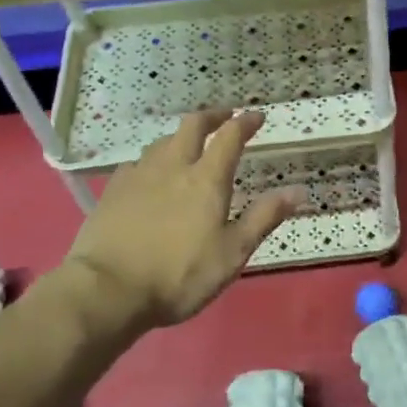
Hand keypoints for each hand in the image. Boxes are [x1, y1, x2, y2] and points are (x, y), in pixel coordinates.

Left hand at [62, 110, 304, 324]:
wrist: (106, 290)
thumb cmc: (178, 275)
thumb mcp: (231, 253)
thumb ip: (264, 217)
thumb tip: (299, 190)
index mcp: (206, 179)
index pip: (230, 137)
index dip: (245, 122)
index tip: (257, 116)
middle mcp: (173, 166)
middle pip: (192, 126)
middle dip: (212, 116)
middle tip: (224, 116)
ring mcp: (139, 175)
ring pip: (162, 141)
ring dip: (181, 136)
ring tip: (189, 144)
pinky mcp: (113, 190)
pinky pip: (137, 162)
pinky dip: (152, 160)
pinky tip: (150, 173)